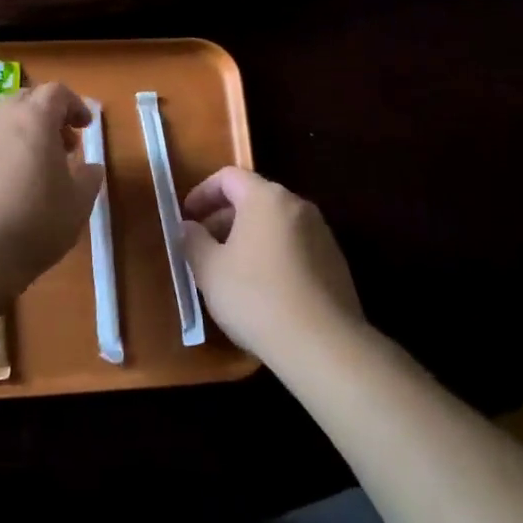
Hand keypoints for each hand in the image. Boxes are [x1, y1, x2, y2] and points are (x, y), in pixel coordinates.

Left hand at [0, 82, 103, 300]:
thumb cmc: (34, 222)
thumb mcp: (78, 203)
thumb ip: (89, 177)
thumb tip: (90, 167)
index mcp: (34, 118)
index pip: (56, 92)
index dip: (74, 105)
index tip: (85, 127)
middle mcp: (0, 119)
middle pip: (26, 100)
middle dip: (47, 117)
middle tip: (63, 147)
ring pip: (2, 122)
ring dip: (23, 135)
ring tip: (35, 170)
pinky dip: (0, 154)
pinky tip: (6, 188)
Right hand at [181, 167, 363, 362]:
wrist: (323, 345)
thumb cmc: (256, 297)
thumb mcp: (209, 269)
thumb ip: (193, 240)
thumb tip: (189, 227)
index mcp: (266, 198)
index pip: (228, 176)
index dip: (202, 192)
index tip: (187, 218)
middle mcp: (297, 206)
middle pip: (253, 198)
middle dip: (224, 218)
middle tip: (203, 247)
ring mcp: (321, 233)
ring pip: (274, 224)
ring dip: (248, 238)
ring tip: (230, 271)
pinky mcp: (335, 262)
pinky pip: (294, 246)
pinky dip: (272, 255)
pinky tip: (262, 290)